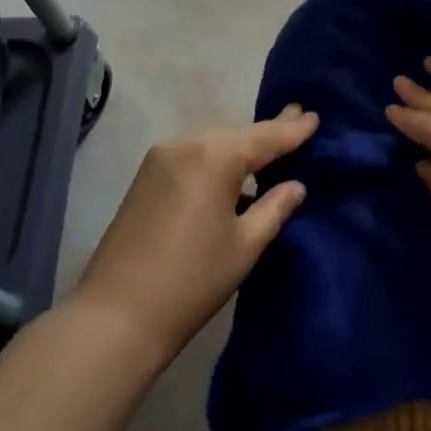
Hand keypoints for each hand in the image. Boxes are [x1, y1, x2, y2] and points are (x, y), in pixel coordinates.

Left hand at [74, 106, 317, 363]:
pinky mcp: (145, 178)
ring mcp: (160, 159)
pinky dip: (215, 161)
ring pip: (212, 145)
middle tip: (297, 120)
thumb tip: (296, 185)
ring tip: (270, 145)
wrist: (116, 316)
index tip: (314, 114)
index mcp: (215, 156)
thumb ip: (274, 208)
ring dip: (240, 148)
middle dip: (267, 133)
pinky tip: (232, 172)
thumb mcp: (245, 246)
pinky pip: (192, 157)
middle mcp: (186, 144)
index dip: (292, 129)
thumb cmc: (192, 281)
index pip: (264, 138)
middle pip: (237, 136)